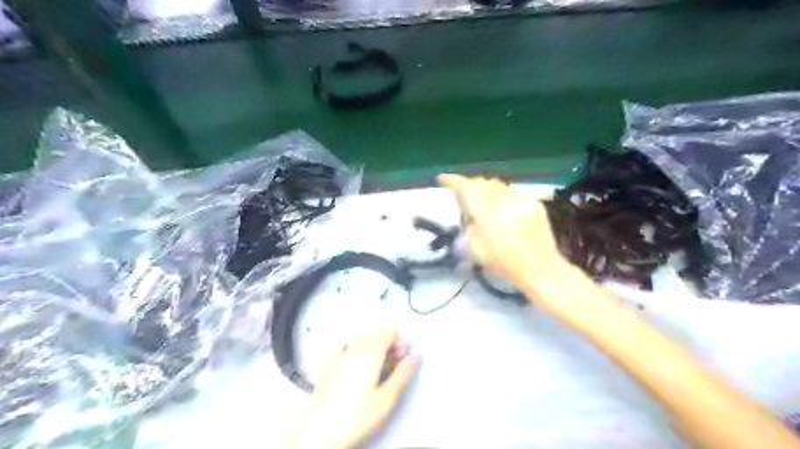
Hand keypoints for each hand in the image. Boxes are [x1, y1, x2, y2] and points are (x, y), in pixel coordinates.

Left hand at [280, 330, 418, 447]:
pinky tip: (354, 371)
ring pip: (360, 341)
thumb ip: (403, 374)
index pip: (389, 331)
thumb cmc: (358, 415)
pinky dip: (355, 353)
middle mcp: (353, 346)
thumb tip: (417, 355)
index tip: (402, 362)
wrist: (320, 432)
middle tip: (391, 369)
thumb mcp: (387, 398)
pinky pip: (345, 349)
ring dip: (372, 349)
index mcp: (370, 350)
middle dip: (387, 346)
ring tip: (375, 373)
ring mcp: (338, 354)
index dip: (400, 343)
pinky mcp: (327, 364)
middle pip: (375, 334)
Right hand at [436, 174, 560, 277]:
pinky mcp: (534, 203)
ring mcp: (520, 200)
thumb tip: (469, 215)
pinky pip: (513, 192)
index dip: (452, 181)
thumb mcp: (474, 250)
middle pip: (481, 183)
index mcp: (485, 214)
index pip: (466, 189)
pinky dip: (503, 196)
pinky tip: (504, 208)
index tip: (442, 178)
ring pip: (498, 185)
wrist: (539, 267)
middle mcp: (503, 202)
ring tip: (482, 198)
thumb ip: (468, 227)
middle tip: (463, 192)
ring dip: (486, 189)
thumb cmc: (503, 263)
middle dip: (469, 184)